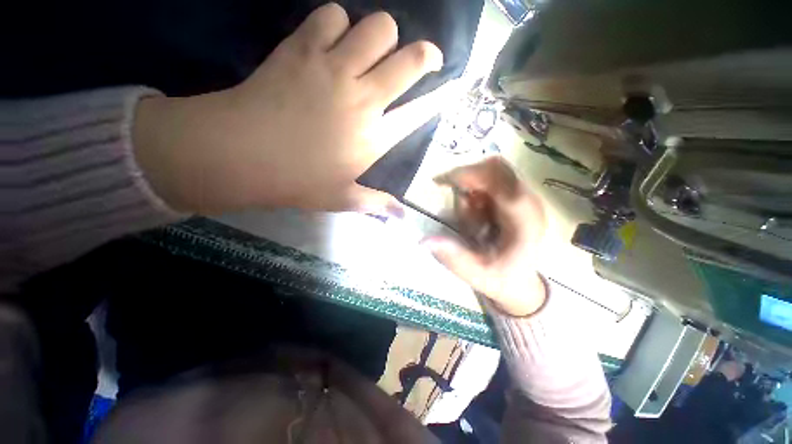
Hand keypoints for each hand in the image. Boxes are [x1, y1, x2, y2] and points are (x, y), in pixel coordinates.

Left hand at [133, 3, 443, 213]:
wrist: (242, 154)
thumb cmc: (298, 182)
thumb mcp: (343, 199)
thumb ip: (377, 204)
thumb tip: (402, 217)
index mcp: (375, 137)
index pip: (420, 112)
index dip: (440, 97)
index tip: (451, 87)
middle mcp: (364, 98)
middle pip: (410, 59)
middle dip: (426, 55)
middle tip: (422, 60)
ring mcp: (334, 68)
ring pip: (378, 27)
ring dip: (381, 36)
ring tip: (370, 52)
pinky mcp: (302, 48)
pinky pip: (332, 15)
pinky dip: (337, 23)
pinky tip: (331, 41)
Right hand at [425, 157, 547, 316]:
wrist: (520, 280)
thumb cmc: (500, 278)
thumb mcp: (474, 273)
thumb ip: (452, 257)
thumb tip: (423, 240)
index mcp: (523, 221)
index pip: (501, 182)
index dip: (470, 175)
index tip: (441, 182)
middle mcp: (529, 202)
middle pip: (498, 167)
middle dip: (467, 176)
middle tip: (449, 192)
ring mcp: (525, 196)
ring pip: (494, 169)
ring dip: (472, 183)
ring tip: (467, 212)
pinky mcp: (517, 196)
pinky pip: (493, 177)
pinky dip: (476, 187)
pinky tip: (474, 210)